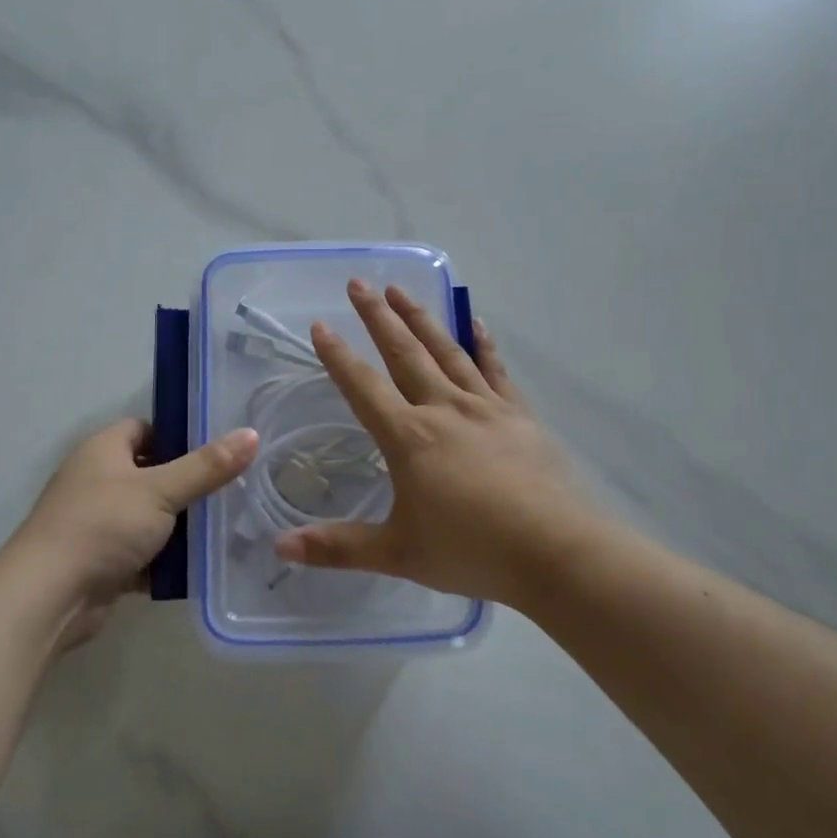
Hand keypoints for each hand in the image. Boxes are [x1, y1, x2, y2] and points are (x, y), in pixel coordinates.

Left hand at [7, 418, 258, 646]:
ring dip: (179, 526)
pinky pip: (142, 552)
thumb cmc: (103, 525)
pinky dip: (165, 559)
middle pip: (151, 474)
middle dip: (187, 485)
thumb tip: (251, 435)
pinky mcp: (101, 560)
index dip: (179, 436)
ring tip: (225, 528)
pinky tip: (200, 565)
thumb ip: (207, 466)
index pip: (145, 429)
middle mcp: (97, 480)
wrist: (49, 596)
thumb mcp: (161, 490)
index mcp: (104, 449)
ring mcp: (97, 522)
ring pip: (149, 516)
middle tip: (231, 491)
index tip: (217, 451)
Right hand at [272, 280, 599, 608]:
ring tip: (401, 290)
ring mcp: (485, 408)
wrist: (556, 552)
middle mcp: (443, 410)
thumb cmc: (472, 551)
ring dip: (421, 319)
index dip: (338, 356)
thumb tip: (280, 547)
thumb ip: (337, 547)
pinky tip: (475, 323)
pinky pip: (496, 371)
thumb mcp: (398, 554)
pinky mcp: (519, 416)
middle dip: (378, 317)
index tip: (319, 324)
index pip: (363, 387)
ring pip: (446, 352)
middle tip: (359, 283)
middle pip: (404, 353)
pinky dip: (484, 345)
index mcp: (409, 438)